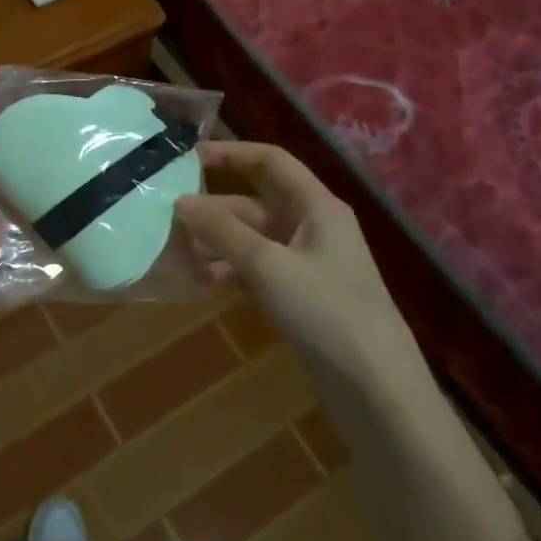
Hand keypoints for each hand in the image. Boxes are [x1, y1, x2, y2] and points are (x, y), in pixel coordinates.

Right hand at [176, 141, 421, 379]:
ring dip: (216, 244)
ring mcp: (306, 265)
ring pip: (252, 241)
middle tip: (166, 218)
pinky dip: (229, 272)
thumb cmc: (325, 310)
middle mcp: (312, 228)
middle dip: (212, 211)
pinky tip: (199, 282)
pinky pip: (256, 271)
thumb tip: (180, 202)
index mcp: (317, 206)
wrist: (374, 387)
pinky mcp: (299, 298)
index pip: (271, 162)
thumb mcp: (268, 264)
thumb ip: (222, 230)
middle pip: (254, 204)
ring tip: (174, 254)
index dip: (230, 154)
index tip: (187, 157)